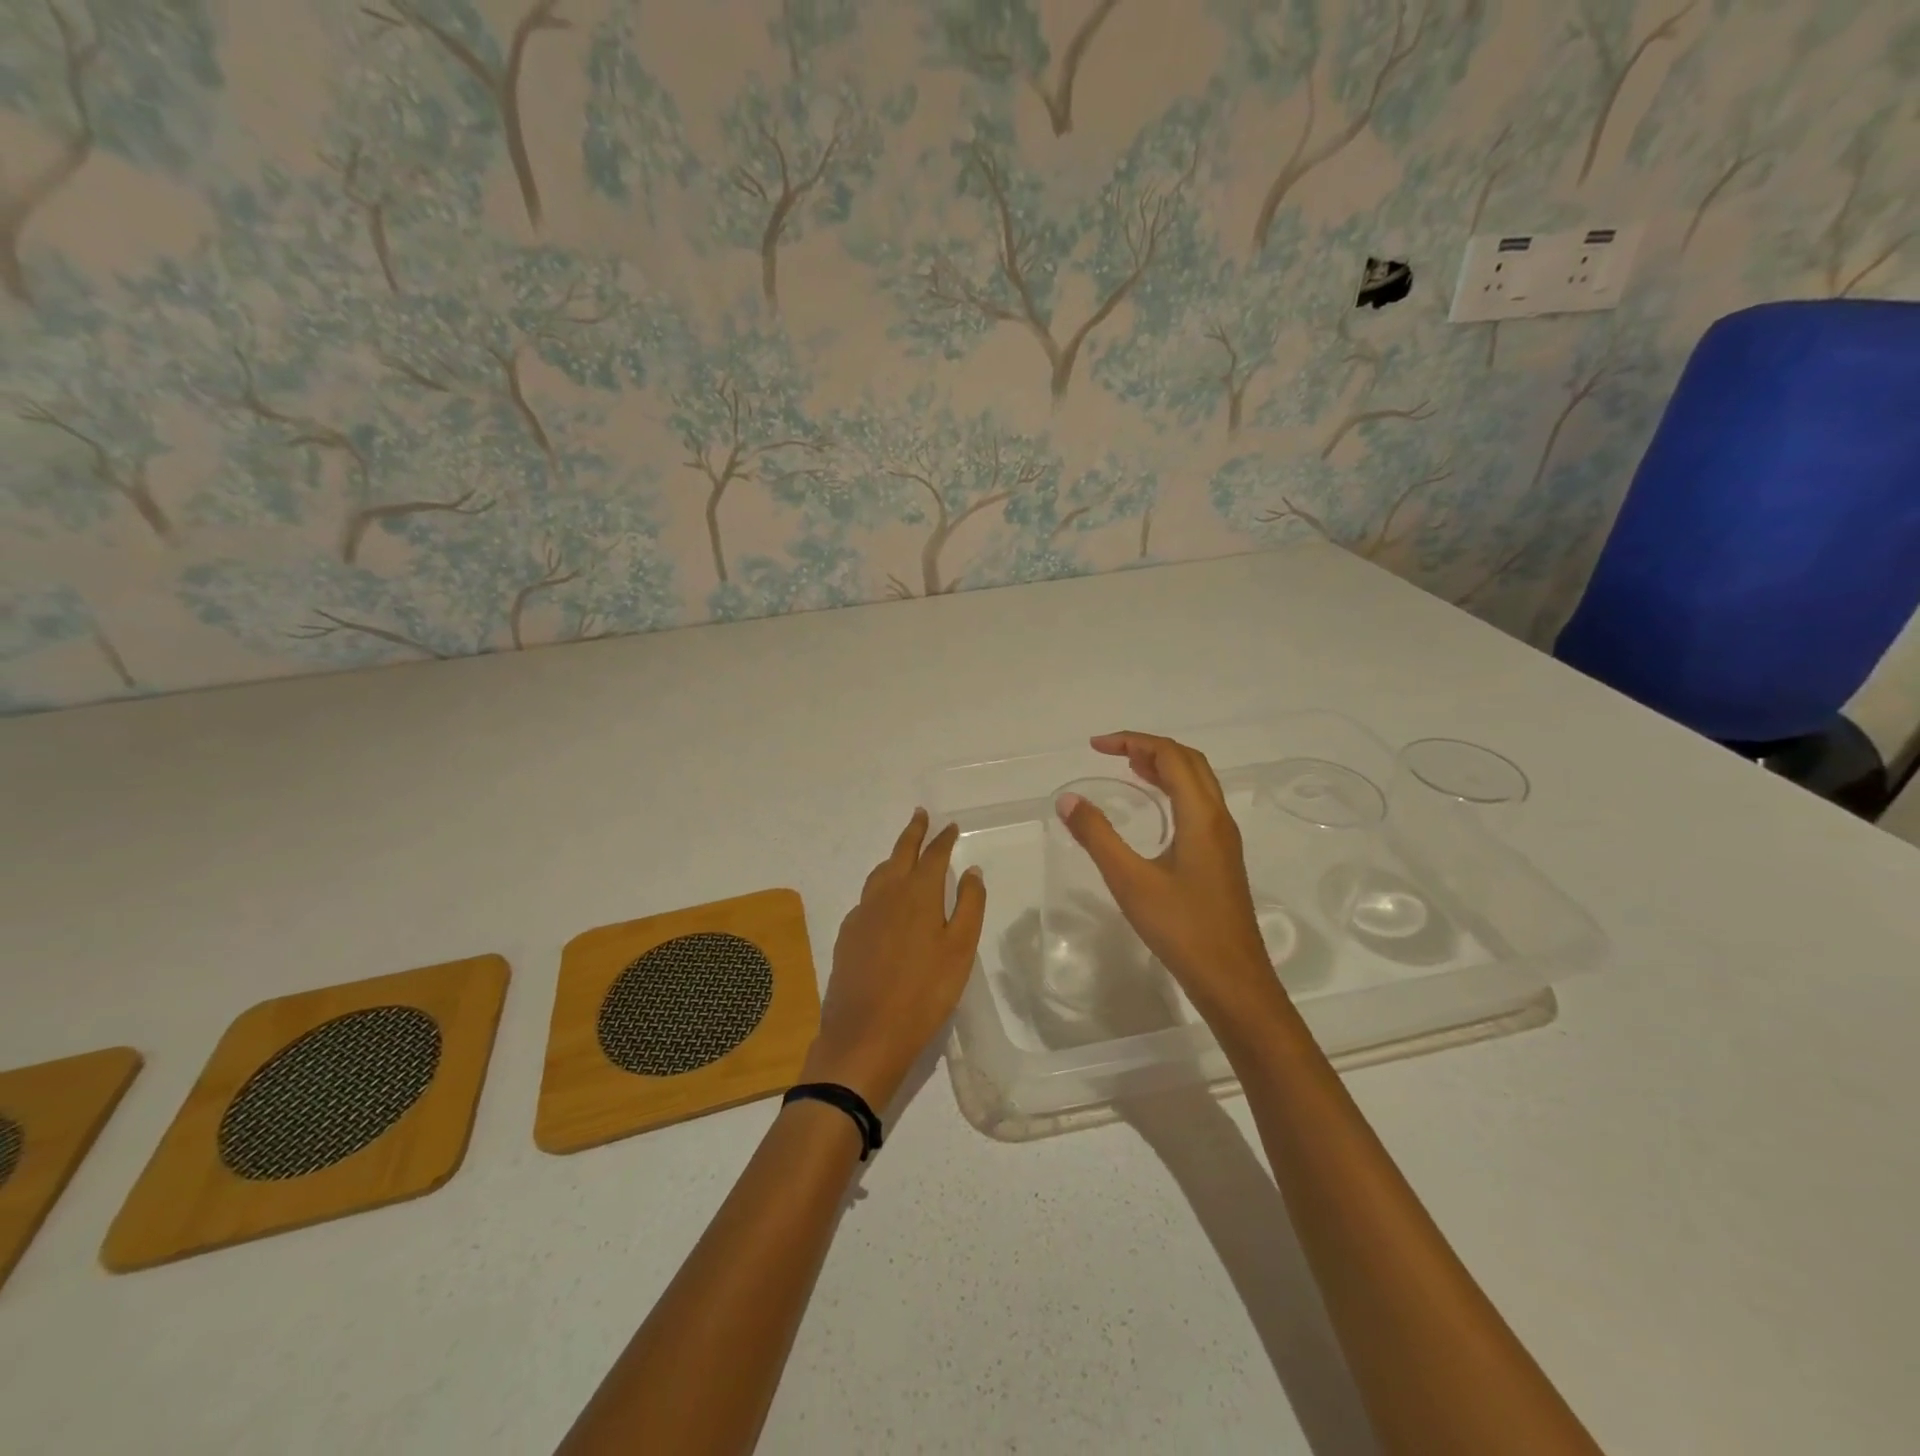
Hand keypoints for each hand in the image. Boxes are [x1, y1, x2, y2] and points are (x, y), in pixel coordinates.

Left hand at [801, 809, 986, 1112]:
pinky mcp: (848, 935)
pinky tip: (884, 900)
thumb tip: (971, 869)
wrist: (865, 1036)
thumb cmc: (924, 994)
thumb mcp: (960, 950)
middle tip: (921, 815)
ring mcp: (862, 913)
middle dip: (913, 832)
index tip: (950, 825)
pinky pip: (867, 897)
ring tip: (904, 852)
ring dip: (894, 856)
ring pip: (880, 873)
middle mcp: (886, 894)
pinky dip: (879, 886)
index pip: (933, 854)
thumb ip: (969, 905)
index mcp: (918, 894)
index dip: (942, 838)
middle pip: (900, 853)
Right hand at [1057, 732, 1279, 1019]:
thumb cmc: (1182, 929)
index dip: (1133, 741)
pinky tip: (1154, 810)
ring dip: (1164, 767)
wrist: (1233, 981)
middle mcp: (1218, 819)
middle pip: (1190, 762)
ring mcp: (1223, 840)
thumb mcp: (1130, 881)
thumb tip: (1068, 800)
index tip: (1095, 746)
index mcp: (1201, 816)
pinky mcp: (1221, 859)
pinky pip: (1198, 805)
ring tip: (1128, 768)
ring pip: (1198, 784)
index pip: (1171, 756)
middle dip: (1150, 748)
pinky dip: (1173, 791)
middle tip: (1111, 752)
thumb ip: (1097, 836)